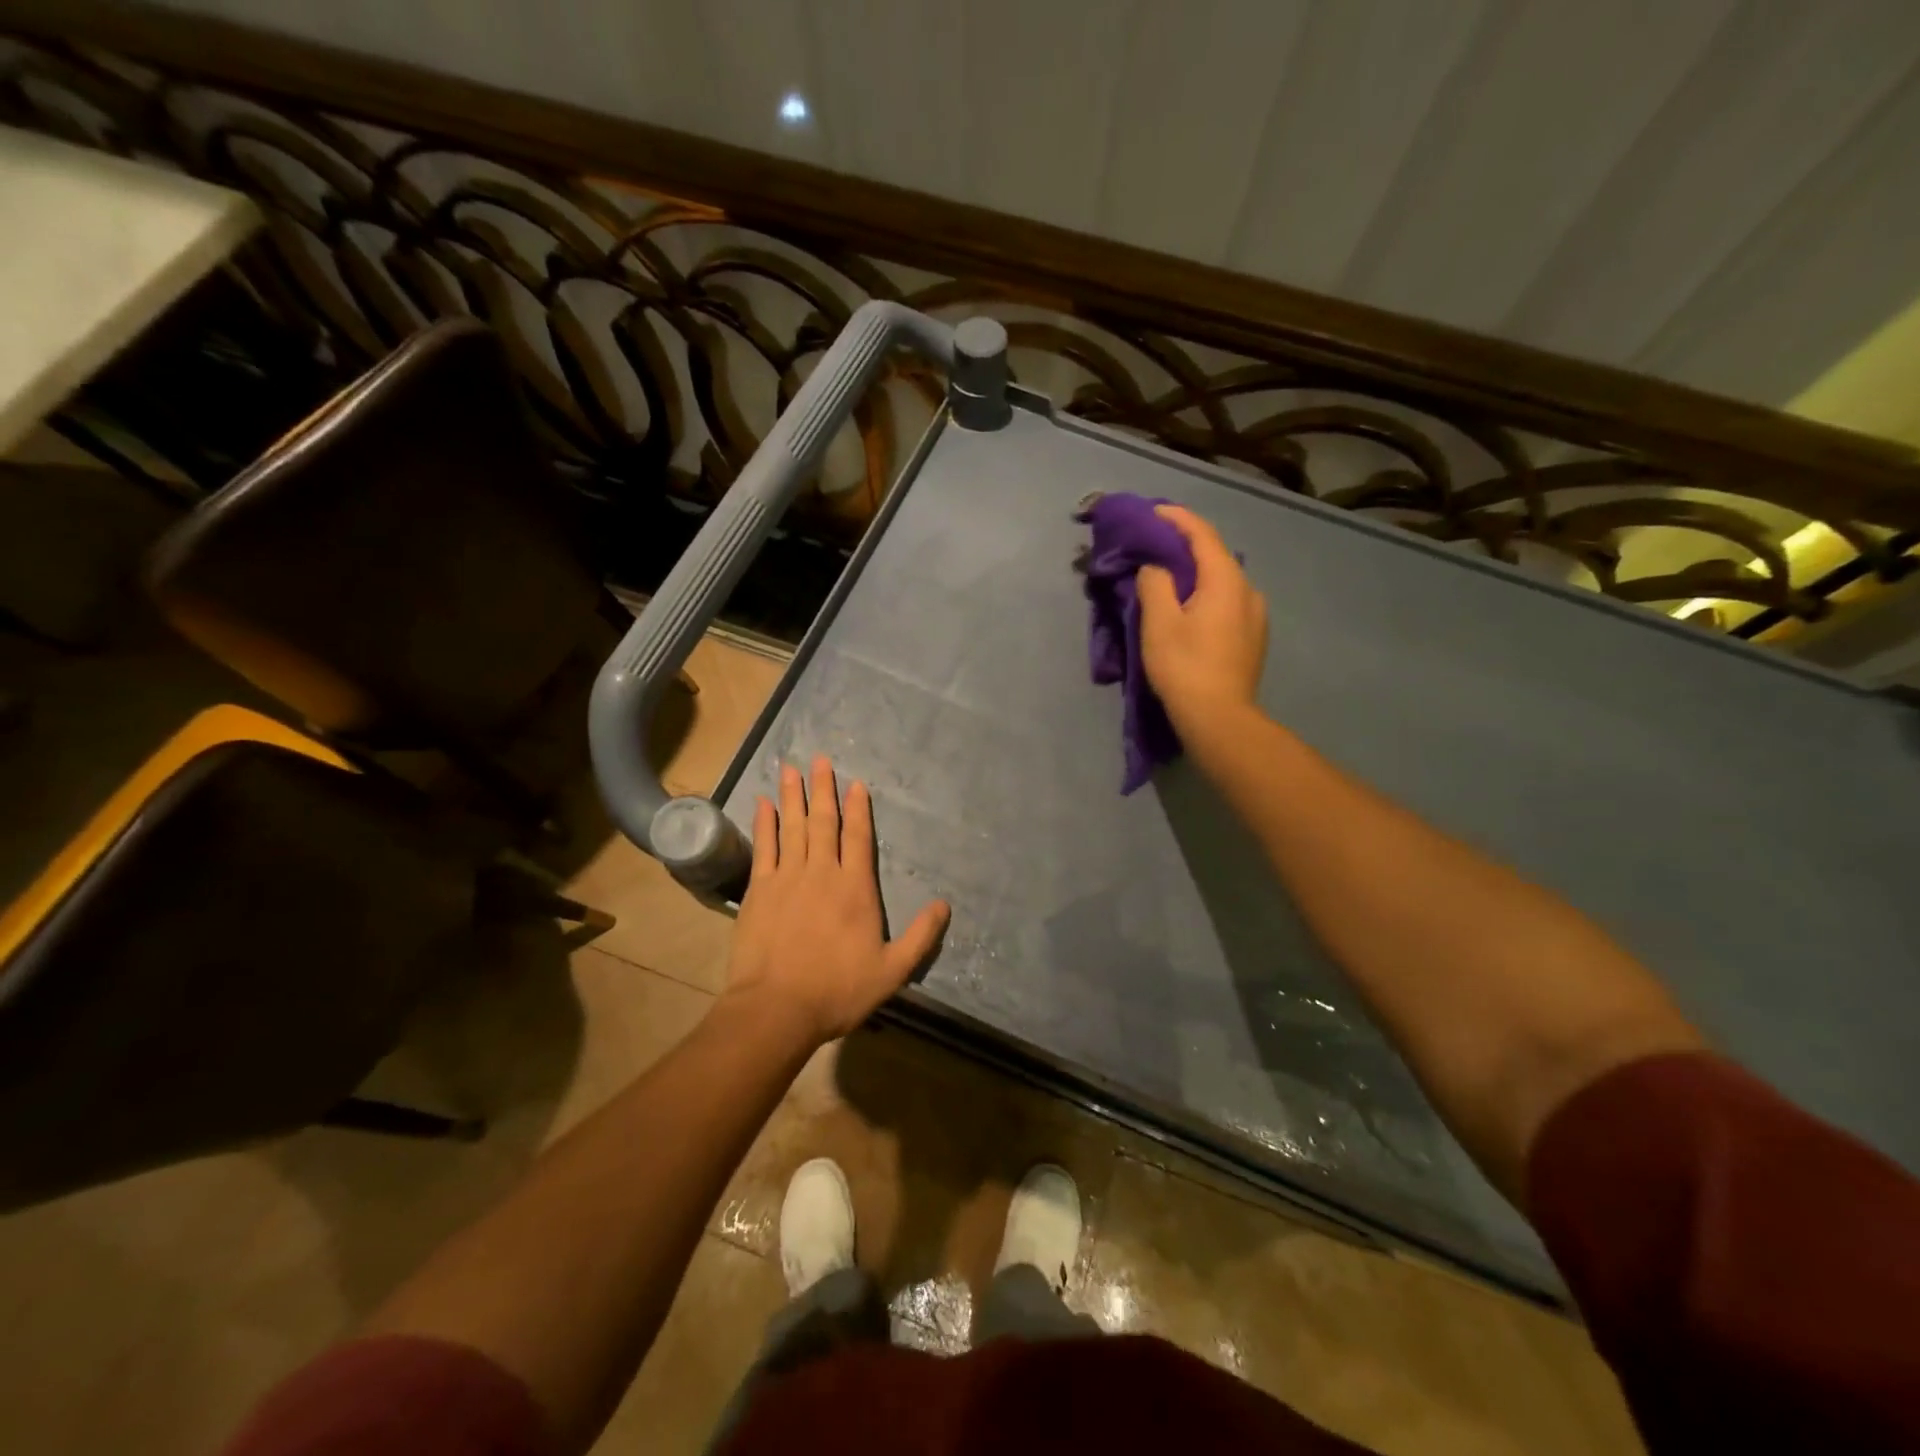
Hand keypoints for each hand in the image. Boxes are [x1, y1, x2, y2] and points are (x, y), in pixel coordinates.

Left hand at [723, 756, 950, 1045]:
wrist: (777, 1008)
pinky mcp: (759, 890)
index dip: (858, 809)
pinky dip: (764, 823)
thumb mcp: (892, 971)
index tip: (855, 783)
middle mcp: (822, 873)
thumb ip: (921, 937)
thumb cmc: (838, 990)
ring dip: (793, 796)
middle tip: (820, 759)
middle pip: (824, 822)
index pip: (859, 837)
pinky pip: (763, 847)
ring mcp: (787, 878)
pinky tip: (764, 804)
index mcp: (855, 888)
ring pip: (792, 827)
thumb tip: (944, 905)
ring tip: (792, 768)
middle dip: (823, 789)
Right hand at [1137, 504, 1267, 727]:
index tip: (1152, 512)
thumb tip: (1156, 567)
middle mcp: (1248, 589)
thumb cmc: (1185, 667)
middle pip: (1214, 556)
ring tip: (1168, 579)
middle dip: (1184, 546)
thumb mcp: (1158, 622)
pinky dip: (1205, 595)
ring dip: (1195, 574)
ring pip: (1221, 581)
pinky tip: (1188, 609)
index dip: (1176, 518)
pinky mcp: (1253, 637)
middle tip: (1153, 546)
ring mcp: (1256, 615)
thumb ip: (1155, 583)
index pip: (1202, 534)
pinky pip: (1227, 602)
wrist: (1220, 718)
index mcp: (1226, 580)